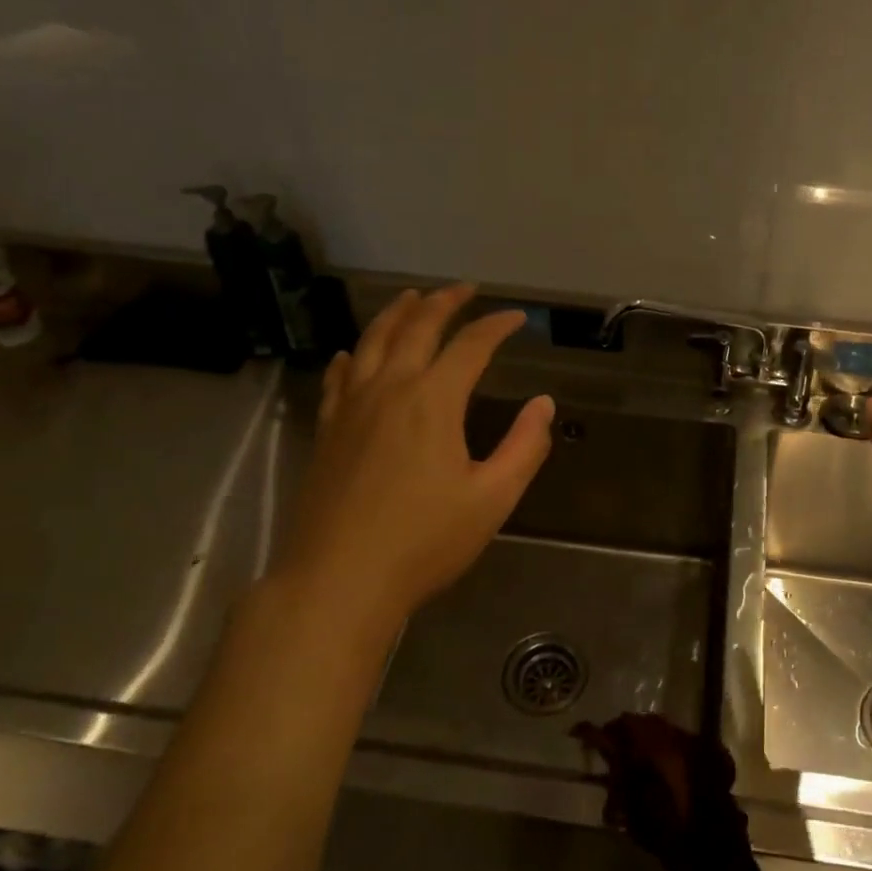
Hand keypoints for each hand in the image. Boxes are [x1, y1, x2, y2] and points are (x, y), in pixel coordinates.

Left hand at [276, 284, 553, 633]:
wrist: (338, 581)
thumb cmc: (423, 542)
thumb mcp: (492, 499)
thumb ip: (524, 446)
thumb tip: (543, 403)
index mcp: (433, 401)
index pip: (470, 346)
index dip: (496, 326)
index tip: (517, 317)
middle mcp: (389, 390)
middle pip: (416, 328)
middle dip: (444, 302)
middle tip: (464, 289)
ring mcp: (351, 408)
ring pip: (371, 342)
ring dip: (396, 314)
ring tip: (411, 298)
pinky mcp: (328, 431)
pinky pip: (337, 377)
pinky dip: (351, 356)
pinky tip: (351, 354)